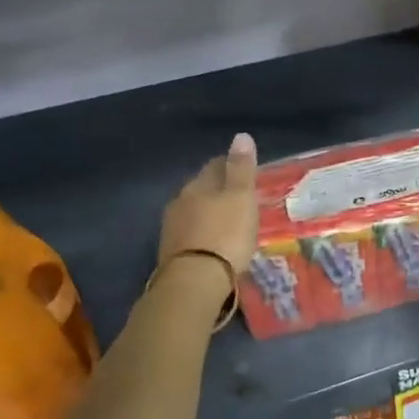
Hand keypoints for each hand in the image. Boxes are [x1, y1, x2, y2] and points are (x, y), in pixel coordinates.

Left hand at [158, 133, 258, 280]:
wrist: (195, 282)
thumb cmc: (225, 235)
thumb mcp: (241, 198)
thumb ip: (241, 168)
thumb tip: (241, 135)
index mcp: (198, 186)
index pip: (215, 166)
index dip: (231, 165)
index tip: (246, 172)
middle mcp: (180, 202)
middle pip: (202, 189)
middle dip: (219, 191)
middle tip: (240, 199)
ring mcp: (172, 228)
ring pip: (194, 212)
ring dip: (209, 214)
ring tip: (229, 223)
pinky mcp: (171, 253)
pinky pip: (191, 234)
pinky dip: (203, 234)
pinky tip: (214, 243)